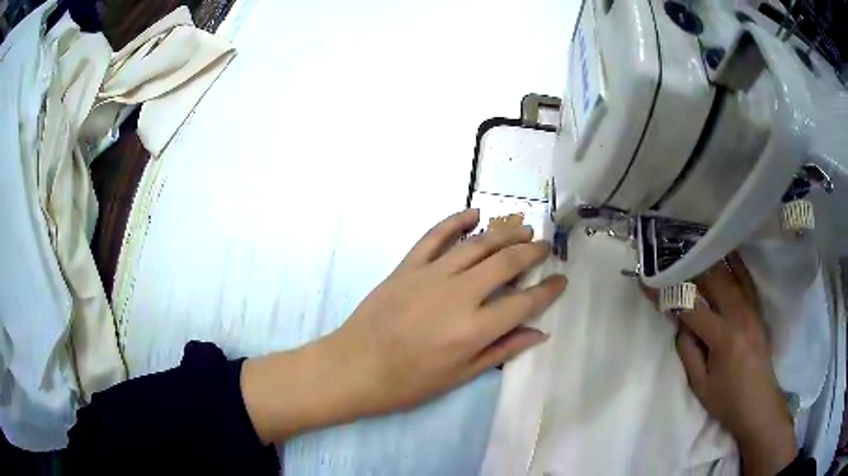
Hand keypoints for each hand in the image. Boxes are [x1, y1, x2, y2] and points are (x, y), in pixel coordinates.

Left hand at [242, 209, 566, 442]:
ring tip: (522, 226)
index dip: (548, 290)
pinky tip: (474, 213)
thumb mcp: (459, 377)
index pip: (524, 302)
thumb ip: (501, 351)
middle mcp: (458, 296)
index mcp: (473, 330)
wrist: (354, 367)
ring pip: (477, 244)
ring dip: (504, 232)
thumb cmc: (407, 383)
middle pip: (506, 263)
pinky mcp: (407, 266)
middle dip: (532, 251)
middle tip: (545, 245)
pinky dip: (455, 220)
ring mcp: (430, 276)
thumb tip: (538, 332)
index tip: (561, 279)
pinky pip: (434, 236)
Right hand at [647, 256, 795, 475]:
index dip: (667, 294)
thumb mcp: (699, 385)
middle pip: (712, 281)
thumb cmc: (727, 400)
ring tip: (691, 251)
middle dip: (688, 269)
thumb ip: (688, 352)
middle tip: (669, 261)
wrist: (759, 404)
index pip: (690, 308)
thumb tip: (681, 324)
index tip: (647, 283)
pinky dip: (735, 263)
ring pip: (729, 274)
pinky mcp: (757, 309)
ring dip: (709, 261)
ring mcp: (752, 309)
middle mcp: (739, 315)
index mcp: (723, 338)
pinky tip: (725, 252)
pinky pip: (746, 279)